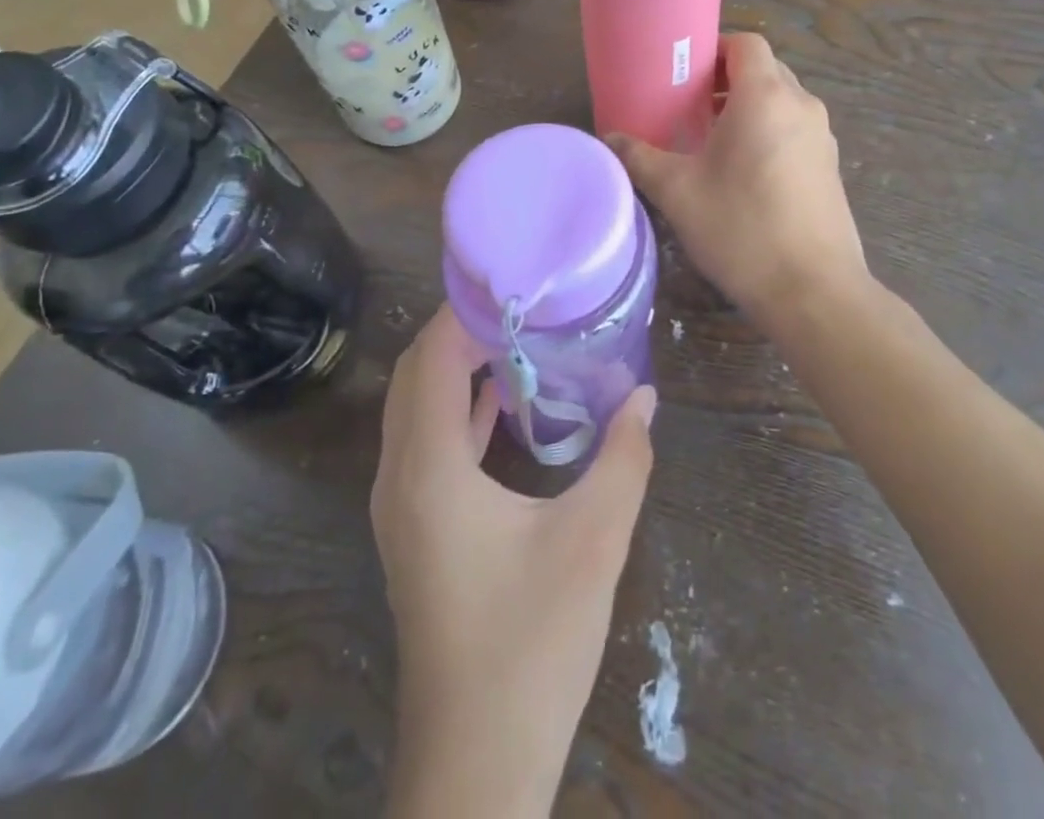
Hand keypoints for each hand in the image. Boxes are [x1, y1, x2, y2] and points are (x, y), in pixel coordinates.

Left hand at [371, 305, 657, 816]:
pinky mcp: (412, 531)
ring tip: (514, 342)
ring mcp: (399, 508)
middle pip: (413, 376)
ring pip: (414, 410)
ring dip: (453, 370)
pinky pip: (424, 443)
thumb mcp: (593, 542)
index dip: (463, 312)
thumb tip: (645, 396)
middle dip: (458, 332)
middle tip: (519, 306)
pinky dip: (455, 410)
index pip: (430, 358)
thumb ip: (624, 459)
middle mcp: (399, 478)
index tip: (511, 283)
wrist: (477, 760)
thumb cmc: (531, 643)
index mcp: (429, 469)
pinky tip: (502, 405)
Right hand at [608, 33, 866, 320]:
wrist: (814, 291)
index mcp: (766, 97)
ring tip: (712, 139)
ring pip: (782, 101)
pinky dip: (769, 132)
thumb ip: (640, 158)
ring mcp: (823, 137)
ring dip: (749, 107)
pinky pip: (795, 129)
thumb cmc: (741, 228)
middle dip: (727, 79)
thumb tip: (608, 138)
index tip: (683, 73)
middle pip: (765, 69)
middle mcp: (802, 105)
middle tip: (689, 106)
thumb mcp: (678, 192)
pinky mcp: (831, 167)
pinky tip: (744, 173)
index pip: (746, 43)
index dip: (714, 48)